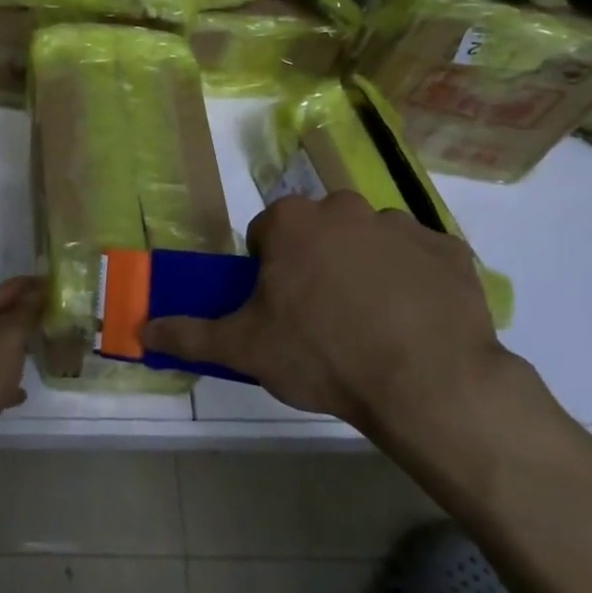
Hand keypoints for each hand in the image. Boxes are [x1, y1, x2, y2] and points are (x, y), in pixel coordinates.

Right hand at [142, 192, 530, 441]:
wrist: (427, 384)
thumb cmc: (322, 355)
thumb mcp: (244, 349)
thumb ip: (189, 335)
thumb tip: (140, 330)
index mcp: (293, 222)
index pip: (266, 232)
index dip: (267, 268)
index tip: (277, 305)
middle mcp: (346, 209)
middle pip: (319, 231)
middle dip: (316, 261)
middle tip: (321, 315)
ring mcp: (403, 226)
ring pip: (370, 241)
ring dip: (364, 268)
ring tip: (371, 323)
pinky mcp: (451, 251)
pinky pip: (420, 260)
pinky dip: (413, 281)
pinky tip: (414, 322)